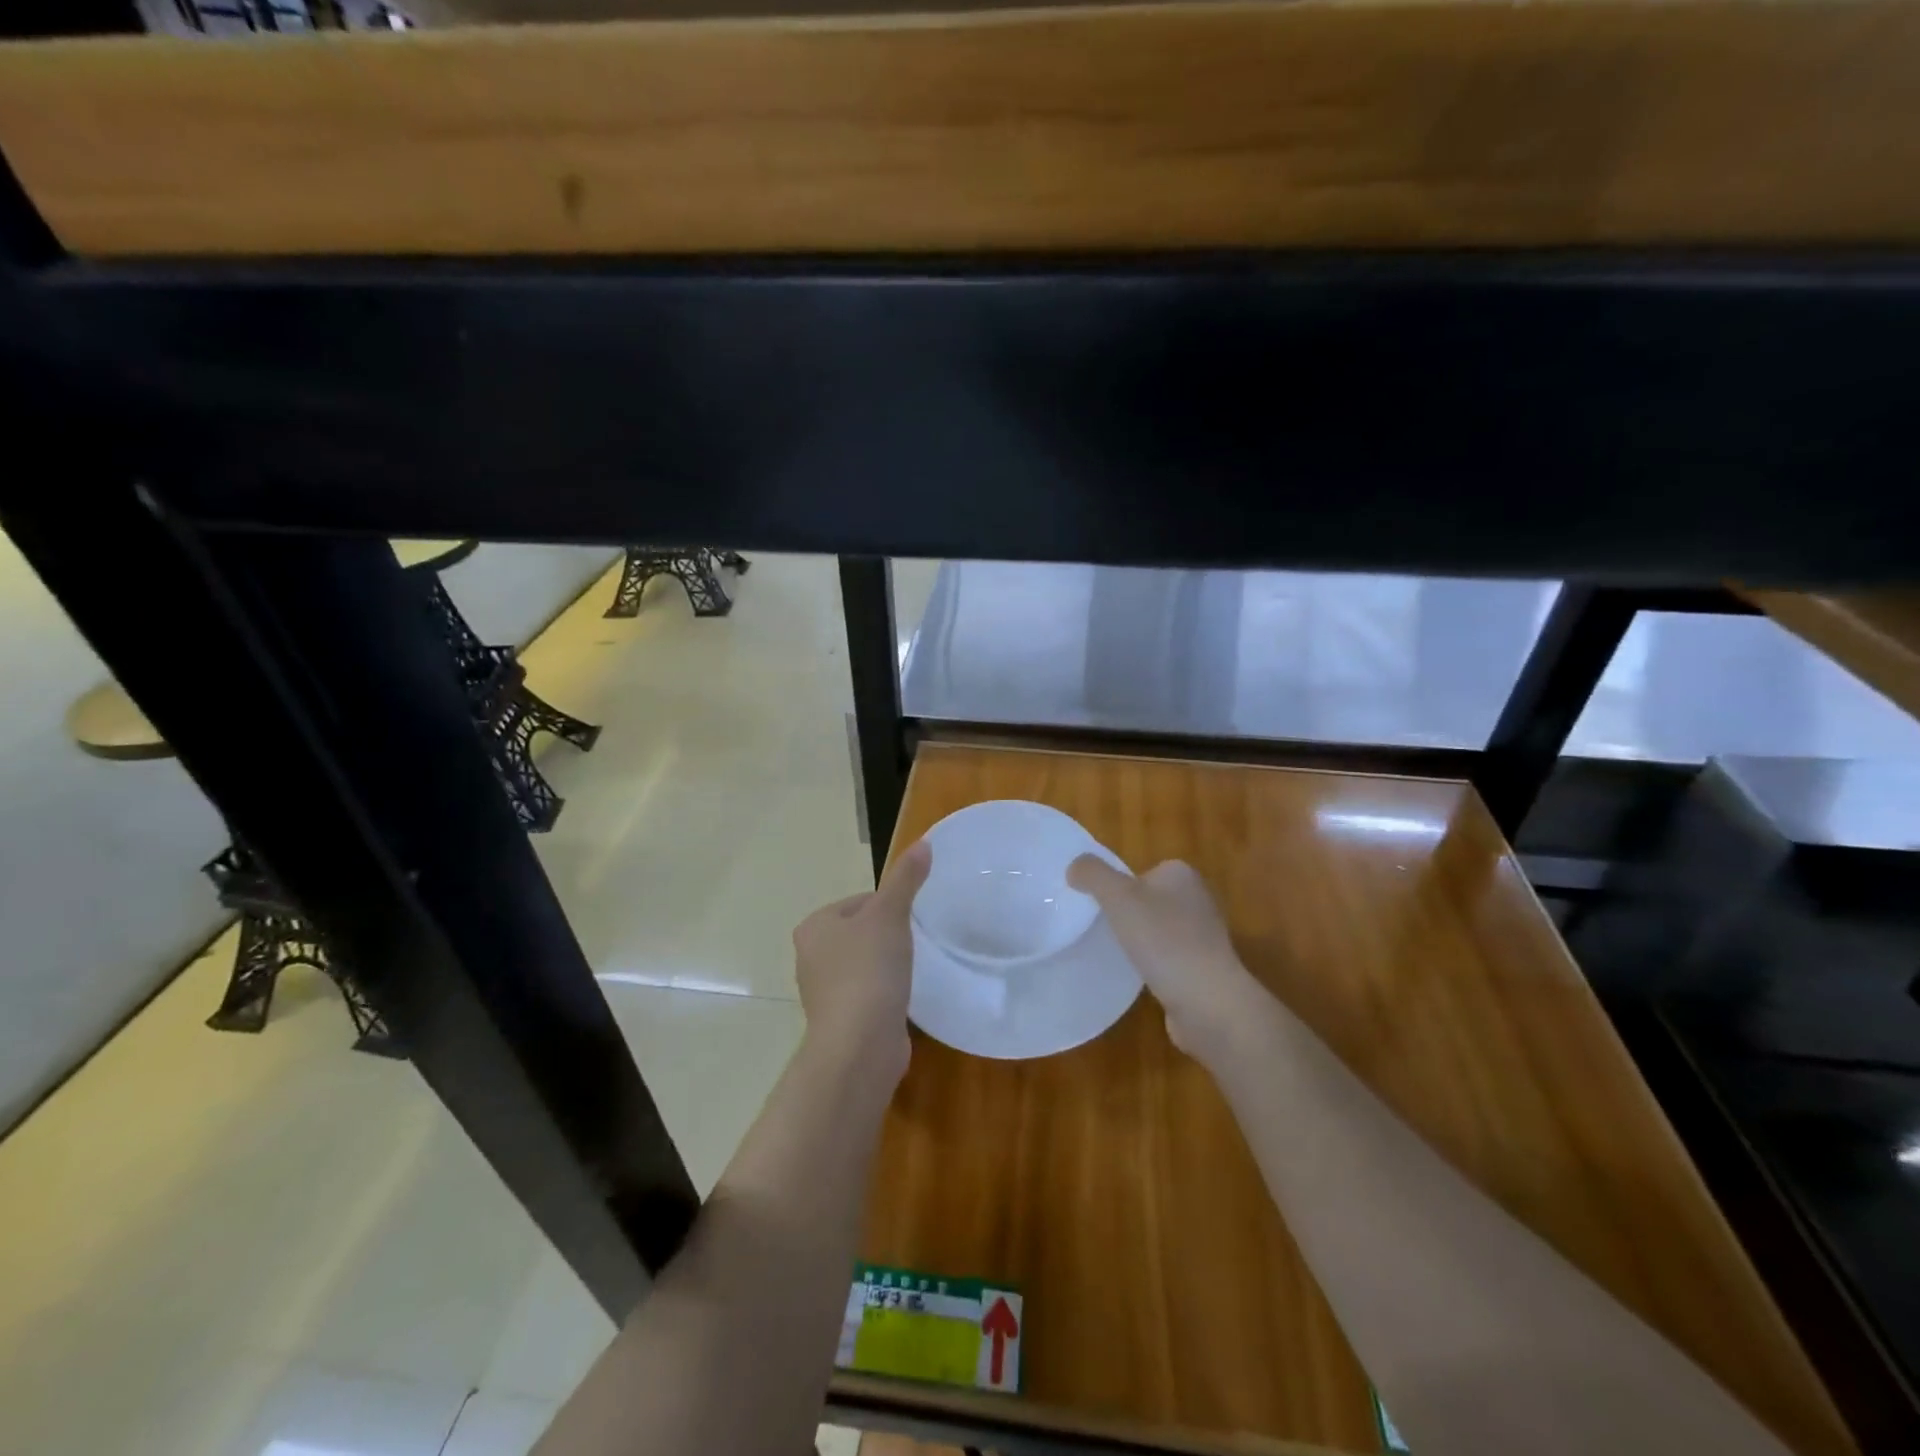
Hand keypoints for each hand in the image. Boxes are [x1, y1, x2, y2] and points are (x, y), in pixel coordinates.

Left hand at [792, 840, 930, 1079]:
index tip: (912, 920)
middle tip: (915, 945)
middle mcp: (811, 957)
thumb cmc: (869, 970)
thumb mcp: (890, 914)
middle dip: (888, 937)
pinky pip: (868, 995)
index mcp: (814, 926)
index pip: (859, 902)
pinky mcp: (841, 1021)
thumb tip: (924, 842)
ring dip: (886, 967)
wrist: (859, 1046)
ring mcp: (824, 993)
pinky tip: (903, 999)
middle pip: (861, 933)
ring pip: (864, 965)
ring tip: (911, 971)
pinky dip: (885, 994)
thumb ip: (906, 879)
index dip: (890, 906)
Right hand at [1067, 856, 1271, 1066]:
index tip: (1099, 908)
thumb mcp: (1118, 897)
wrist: (1208, 1002)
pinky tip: (1139, 977)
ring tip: (1117, 955)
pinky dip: (1152, 965)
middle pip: (1148, 900)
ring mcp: (1204, 936)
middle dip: (1126, 914)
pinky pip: (1168, 958)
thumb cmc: (1164, 941)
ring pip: (1157, 930)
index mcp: (1182, 875)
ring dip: (1139, 941)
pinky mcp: (1204, 968)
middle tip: (1102, 931)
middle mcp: (1198, 899)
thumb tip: (1075, 867)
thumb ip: (1093, 874)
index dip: (1117, 887)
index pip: (1141, 871)